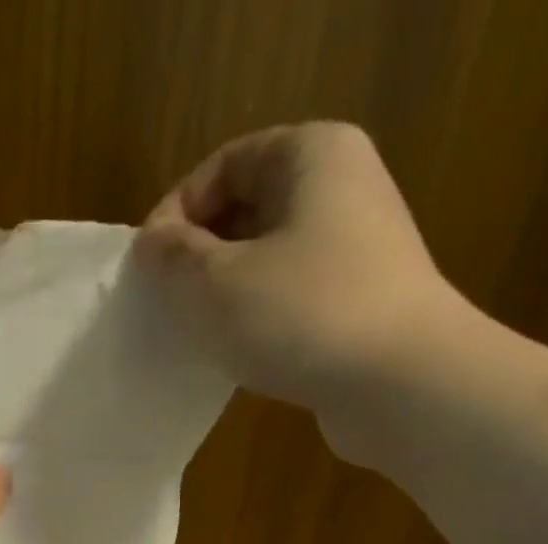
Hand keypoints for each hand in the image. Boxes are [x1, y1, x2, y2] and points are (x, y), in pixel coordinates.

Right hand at [137, 122, 466, 429]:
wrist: (399, 383)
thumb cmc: (301, 316)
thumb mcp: (214, 285)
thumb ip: (171, 259)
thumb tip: (151, 245)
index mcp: (311, 155)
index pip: (224, 166)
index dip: (176, 213)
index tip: (148, 270)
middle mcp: (342, 187)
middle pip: (246, 210)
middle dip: (198, 256)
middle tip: (166, 306)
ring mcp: (357, 249)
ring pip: (267, 259)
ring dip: (223, 294)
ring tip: (196, 335)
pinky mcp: (359, 303)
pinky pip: (290, 298)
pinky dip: (256, 320)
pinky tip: (237, 356)